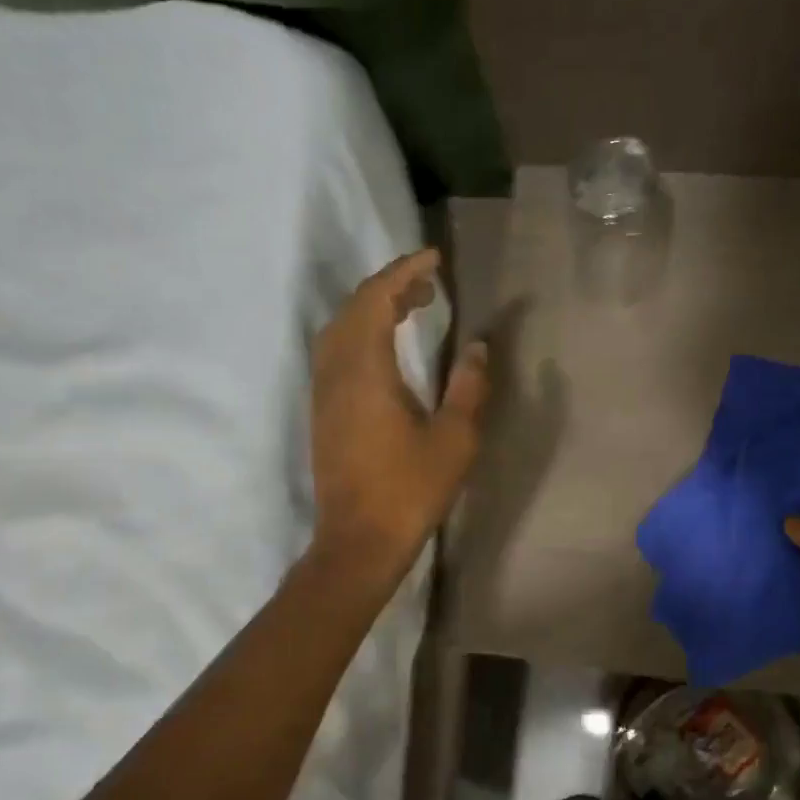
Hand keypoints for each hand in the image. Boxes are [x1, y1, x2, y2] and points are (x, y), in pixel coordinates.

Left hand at [310, 248, 488, 571]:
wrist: (358, 541)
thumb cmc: (409, 490)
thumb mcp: (454, 439)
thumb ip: (468, 387)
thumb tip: (477, 347)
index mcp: (366, 371)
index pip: (377, 300)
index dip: (405, 272)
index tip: (434, 258)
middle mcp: (336, 372)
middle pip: (353, 308)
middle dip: (389, 286)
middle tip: (429, 285)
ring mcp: (323, 393)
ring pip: (339, 330)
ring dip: (371, 309)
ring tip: (410, 309)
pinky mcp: (322, 413)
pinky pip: (335, 352)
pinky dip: (360, 334)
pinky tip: (385, 349)